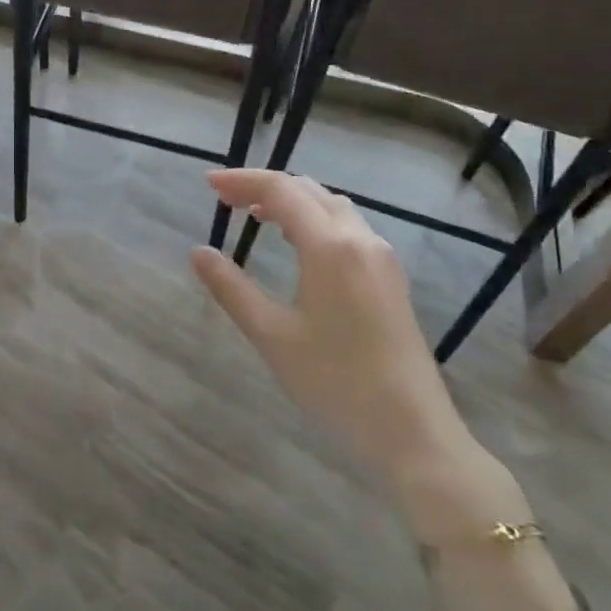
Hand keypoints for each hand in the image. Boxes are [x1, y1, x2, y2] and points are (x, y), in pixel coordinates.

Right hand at [192, 170, 471, 478]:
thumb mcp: (272, 335)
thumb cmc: (335, 381)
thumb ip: (231, 288)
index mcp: (330, 246)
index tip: (208, 183)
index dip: (242, 180)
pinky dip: (314, 219)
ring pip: (331, 206)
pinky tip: (298, 243)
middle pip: (308, 190)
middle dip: (264, 186)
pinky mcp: (390, 277)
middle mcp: (360, 239)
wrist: (412, 429)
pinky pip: (347, 226)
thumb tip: (198, 252)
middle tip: (225, 198)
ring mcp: (381, 257)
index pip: (281, 191)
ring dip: (292, 201)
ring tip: (255, 214)